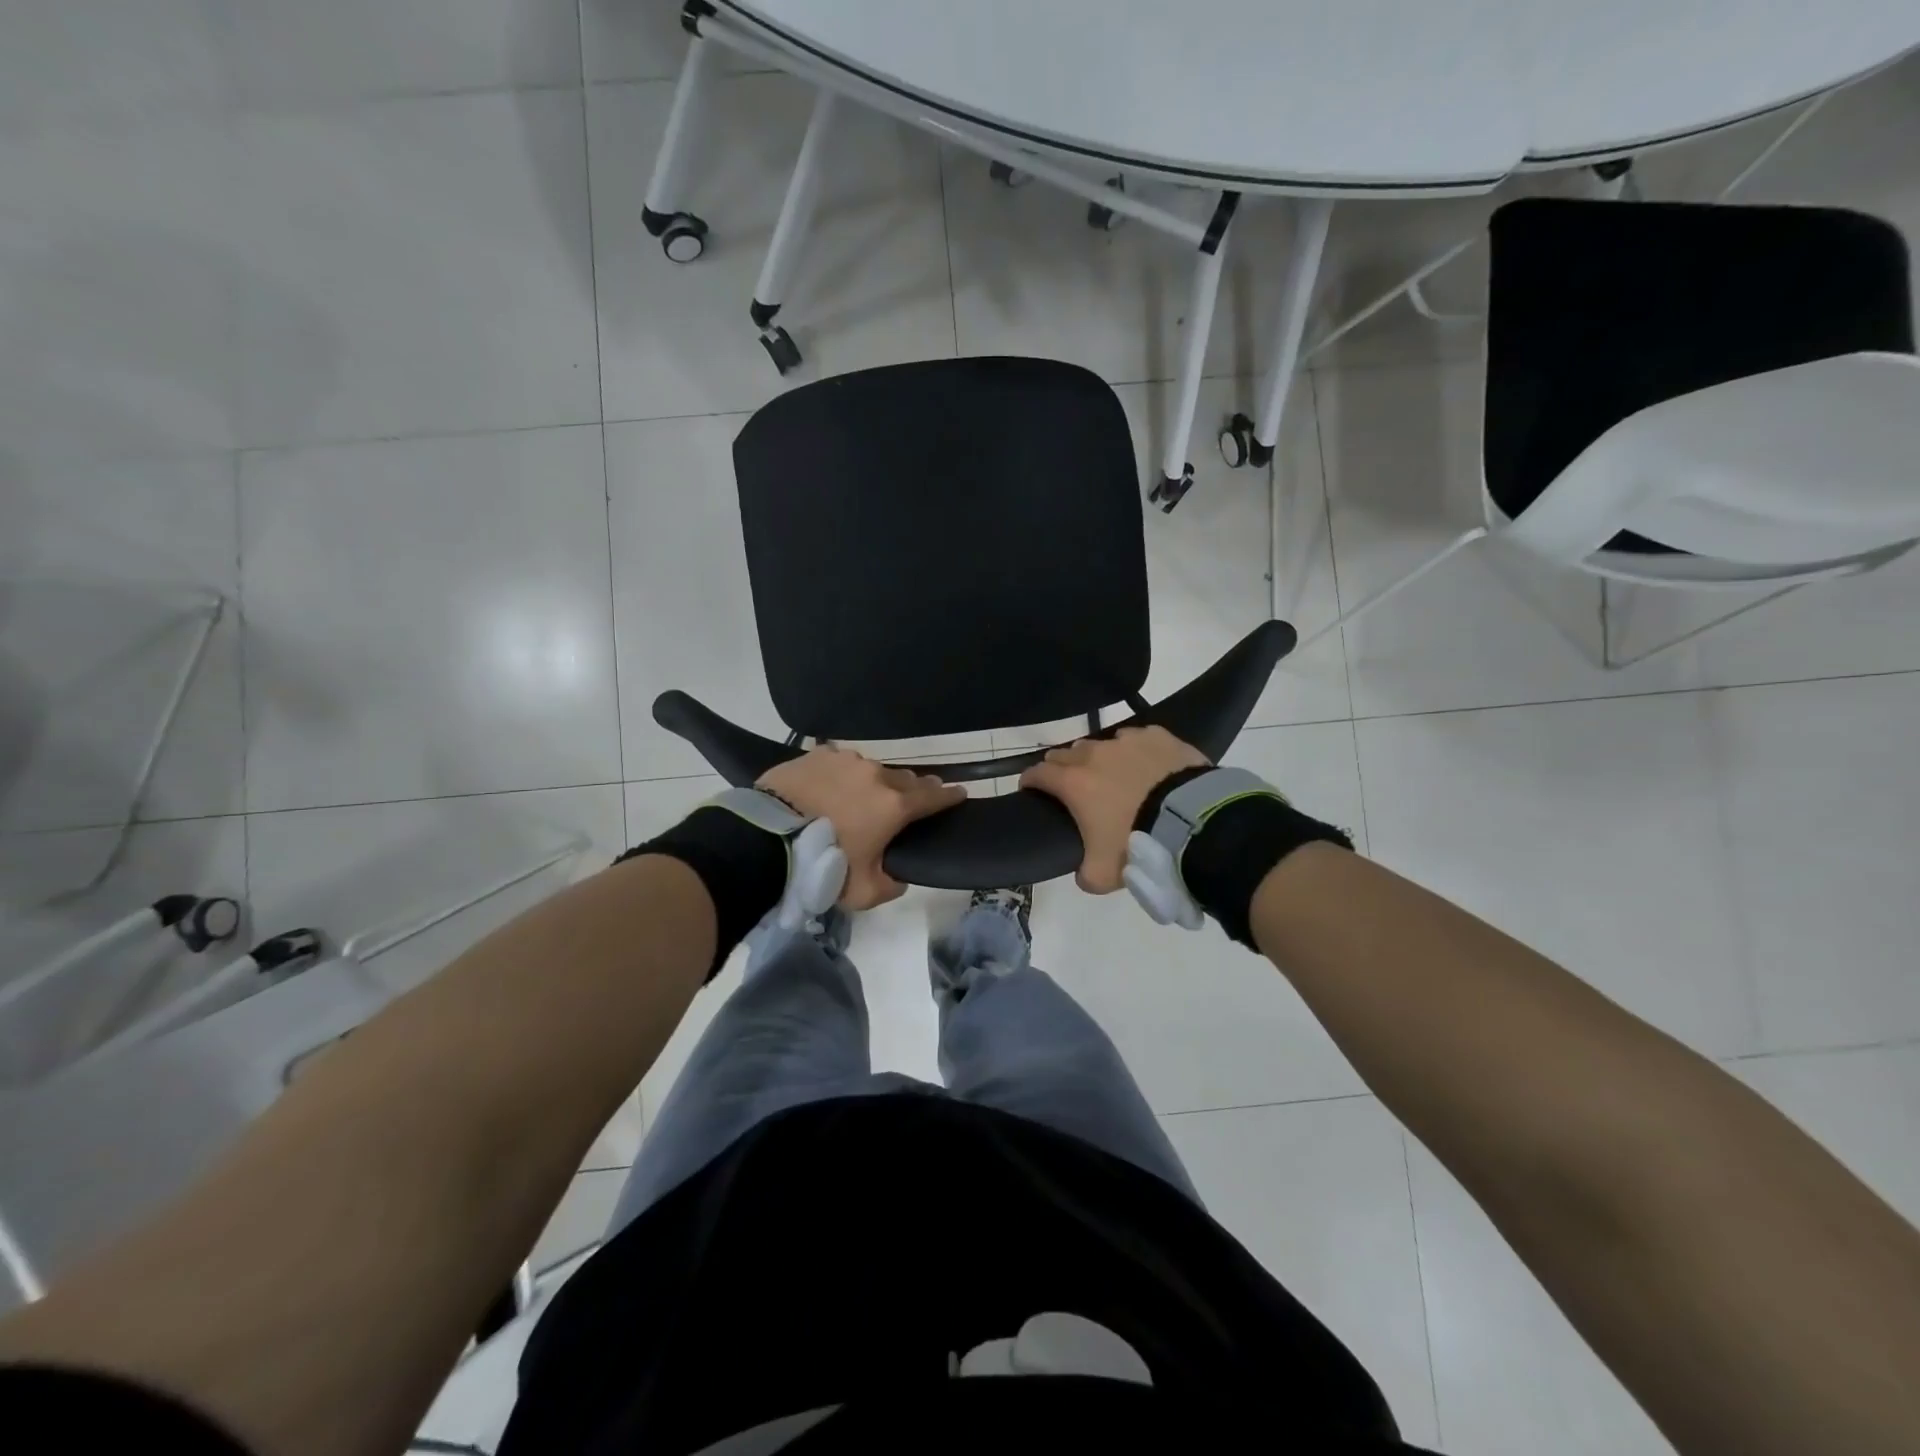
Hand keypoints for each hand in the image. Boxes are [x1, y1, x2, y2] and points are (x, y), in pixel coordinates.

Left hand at [758, 746, 965, 909]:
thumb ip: (891, 884)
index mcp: (894, 806)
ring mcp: (845, 761)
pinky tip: (830, 786)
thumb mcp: (864, 892)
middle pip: (903, 780)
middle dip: (911, 789)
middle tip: (910, 799)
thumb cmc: (822, 866)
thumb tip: (898, 875)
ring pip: (870, 770)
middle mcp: (875, 776)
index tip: (960, 792)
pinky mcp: (817, 755)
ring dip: (872, 783)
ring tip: (860, 797)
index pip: (933, 796)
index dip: (949, 796)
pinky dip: (840, 775)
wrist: (765, 840)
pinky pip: (838, 764)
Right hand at [1020, 726, 1208, 892]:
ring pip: (1101, 744)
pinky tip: (1146, 765)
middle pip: (1065, 754)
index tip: (1030, 789)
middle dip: (1061, 767)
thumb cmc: (1138, 844)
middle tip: (1071, 786)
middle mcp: (1094, 755)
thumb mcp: (1102, 874)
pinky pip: (1137, 738)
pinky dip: (1135, 751)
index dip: (1030, 781)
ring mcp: (1126, 741)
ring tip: (1113, 776)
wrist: (1191, 821)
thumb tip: (1083, 874)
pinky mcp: (1156, 735)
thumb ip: (1084, 874)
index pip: (1037, 773)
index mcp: (1073, 783)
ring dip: (1100, 758)